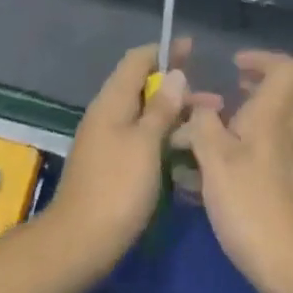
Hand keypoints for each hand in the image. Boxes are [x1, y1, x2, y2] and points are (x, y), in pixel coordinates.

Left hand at [47, 38, 211, 276]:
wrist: (79, 243)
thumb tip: (175, 73)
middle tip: (213, 98)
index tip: (192, 49)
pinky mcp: (111, 164)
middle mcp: (107, 114)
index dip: (164, 51)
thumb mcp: (146, 144)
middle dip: (177, 87)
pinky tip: (185, 150)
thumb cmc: (117, 187)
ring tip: (207, 124)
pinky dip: (163, 135)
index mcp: (112, 101)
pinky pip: (141, 137)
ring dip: (174, 114)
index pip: (137, 60)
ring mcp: (107, 140)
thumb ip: (161, 108)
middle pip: (143, 87)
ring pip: (144, 114)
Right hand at [183, 52, 292, 292]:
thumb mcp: (212, 159)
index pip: (288, 67)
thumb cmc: (249, 204)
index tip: (236, 70)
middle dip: (281, 85)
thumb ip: (202, 124)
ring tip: (264, 125)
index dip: (264, 60)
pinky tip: (279, 161)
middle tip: (247, 96)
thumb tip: (198, 105)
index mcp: (273, 114)